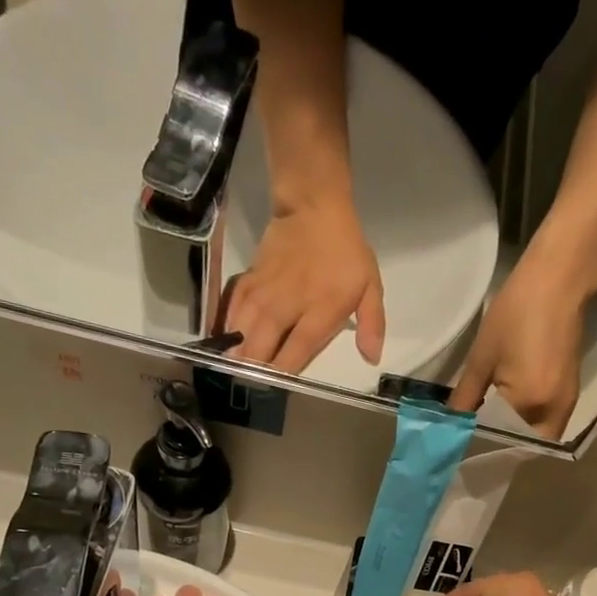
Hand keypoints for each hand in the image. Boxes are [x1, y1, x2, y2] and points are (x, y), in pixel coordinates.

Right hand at [221, 194, 384, 371]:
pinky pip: (232, 308)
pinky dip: (227, 327)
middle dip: (254, 369)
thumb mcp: (370, 286)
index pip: (296, 350)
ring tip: (231, 372)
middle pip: (262, 345)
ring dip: (236, 353)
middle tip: (250, 386)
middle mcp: (287, 306)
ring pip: (242, 329)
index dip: (284, 372)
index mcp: (319, 311)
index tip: (277, 389)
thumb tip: (372, 358)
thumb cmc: (346, 252)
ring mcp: (264, 292)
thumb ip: (372, 324)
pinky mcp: (249, 280)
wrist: (313, 206)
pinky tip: (224, 341)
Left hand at [449, 246, 593, 438]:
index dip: (478, 441)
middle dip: (500, 446)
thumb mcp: (482, 357)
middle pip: (523, 447)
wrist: (559, 280)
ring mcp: (566, 404)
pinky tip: (507, 412)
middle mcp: (552, 412)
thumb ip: (466, 397)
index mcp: (529, 403)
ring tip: (487, 426)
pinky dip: (528, 425)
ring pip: (537, 437)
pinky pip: (548, 423)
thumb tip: (452, 424)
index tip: (459, 441)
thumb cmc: (516, 312)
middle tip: (474, 436)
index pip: (499, 439)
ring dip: (514, 437)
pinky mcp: (571, 394)